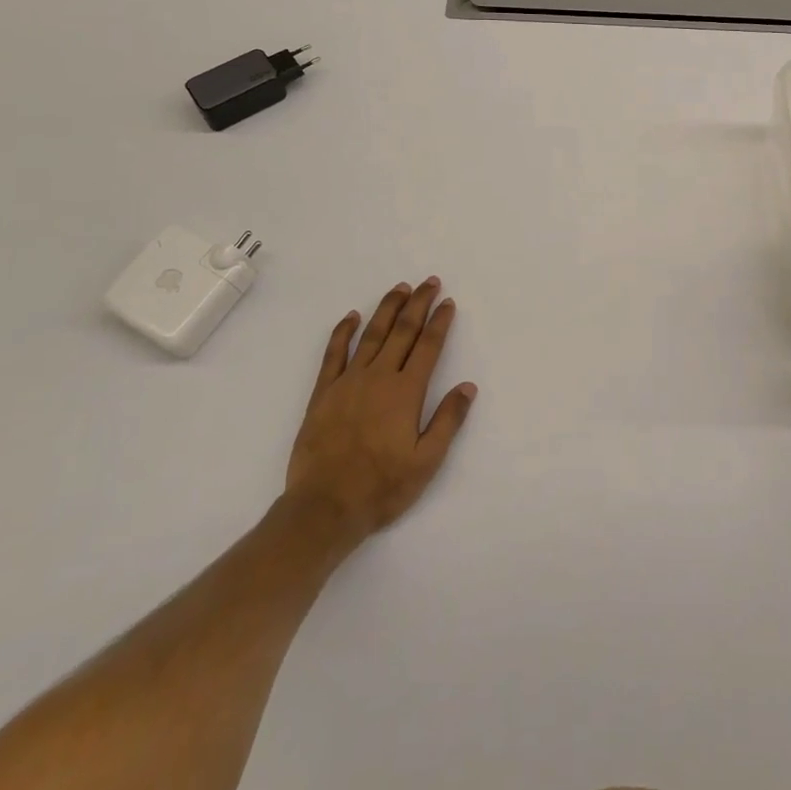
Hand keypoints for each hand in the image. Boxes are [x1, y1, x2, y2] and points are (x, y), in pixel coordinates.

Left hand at [281, 278, 475, 555]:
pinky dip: (343, 331)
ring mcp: (348, 382)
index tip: (448, 302)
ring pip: (371, 334)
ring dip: (387, 308)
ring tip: (400, 288)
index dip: (439, 322)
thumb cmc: (382, 487)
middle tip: (429, 282)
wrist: (324, 507)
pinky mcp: (323, 392)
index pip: (428, 346)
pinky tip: (351, 316)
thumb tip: (467, 386)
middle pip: (402, 331)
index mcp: (406, 392)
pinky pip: (334, 353)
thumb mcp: (426, 461)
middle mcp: (378, 377)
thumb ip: (447, 420)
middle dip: (418, 303)